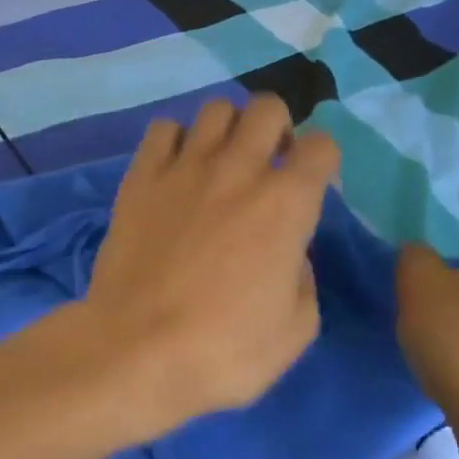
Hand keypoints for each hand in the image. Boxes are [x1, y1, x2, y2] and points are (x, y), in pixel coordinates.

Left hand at [83, 93, 340, 430]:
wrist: (136, 351)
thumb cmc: (223, 350)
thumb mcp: (295, 330)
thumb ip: (303, 278)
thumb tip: (289, 253)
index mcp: (286, 203)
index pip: (322, 145)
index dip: (322, 162)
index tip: (310, 187)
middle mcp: (238, 170)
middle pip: (267, 107)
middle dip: (277, 128)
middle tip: (266, 164)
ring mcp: (184, 168)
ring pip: (216, 109)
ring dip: (228, 128)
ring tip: (219, 162)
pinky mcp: (140, 177)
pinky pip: (162, 129)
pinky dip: (174, 140)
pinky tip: (174, 169)